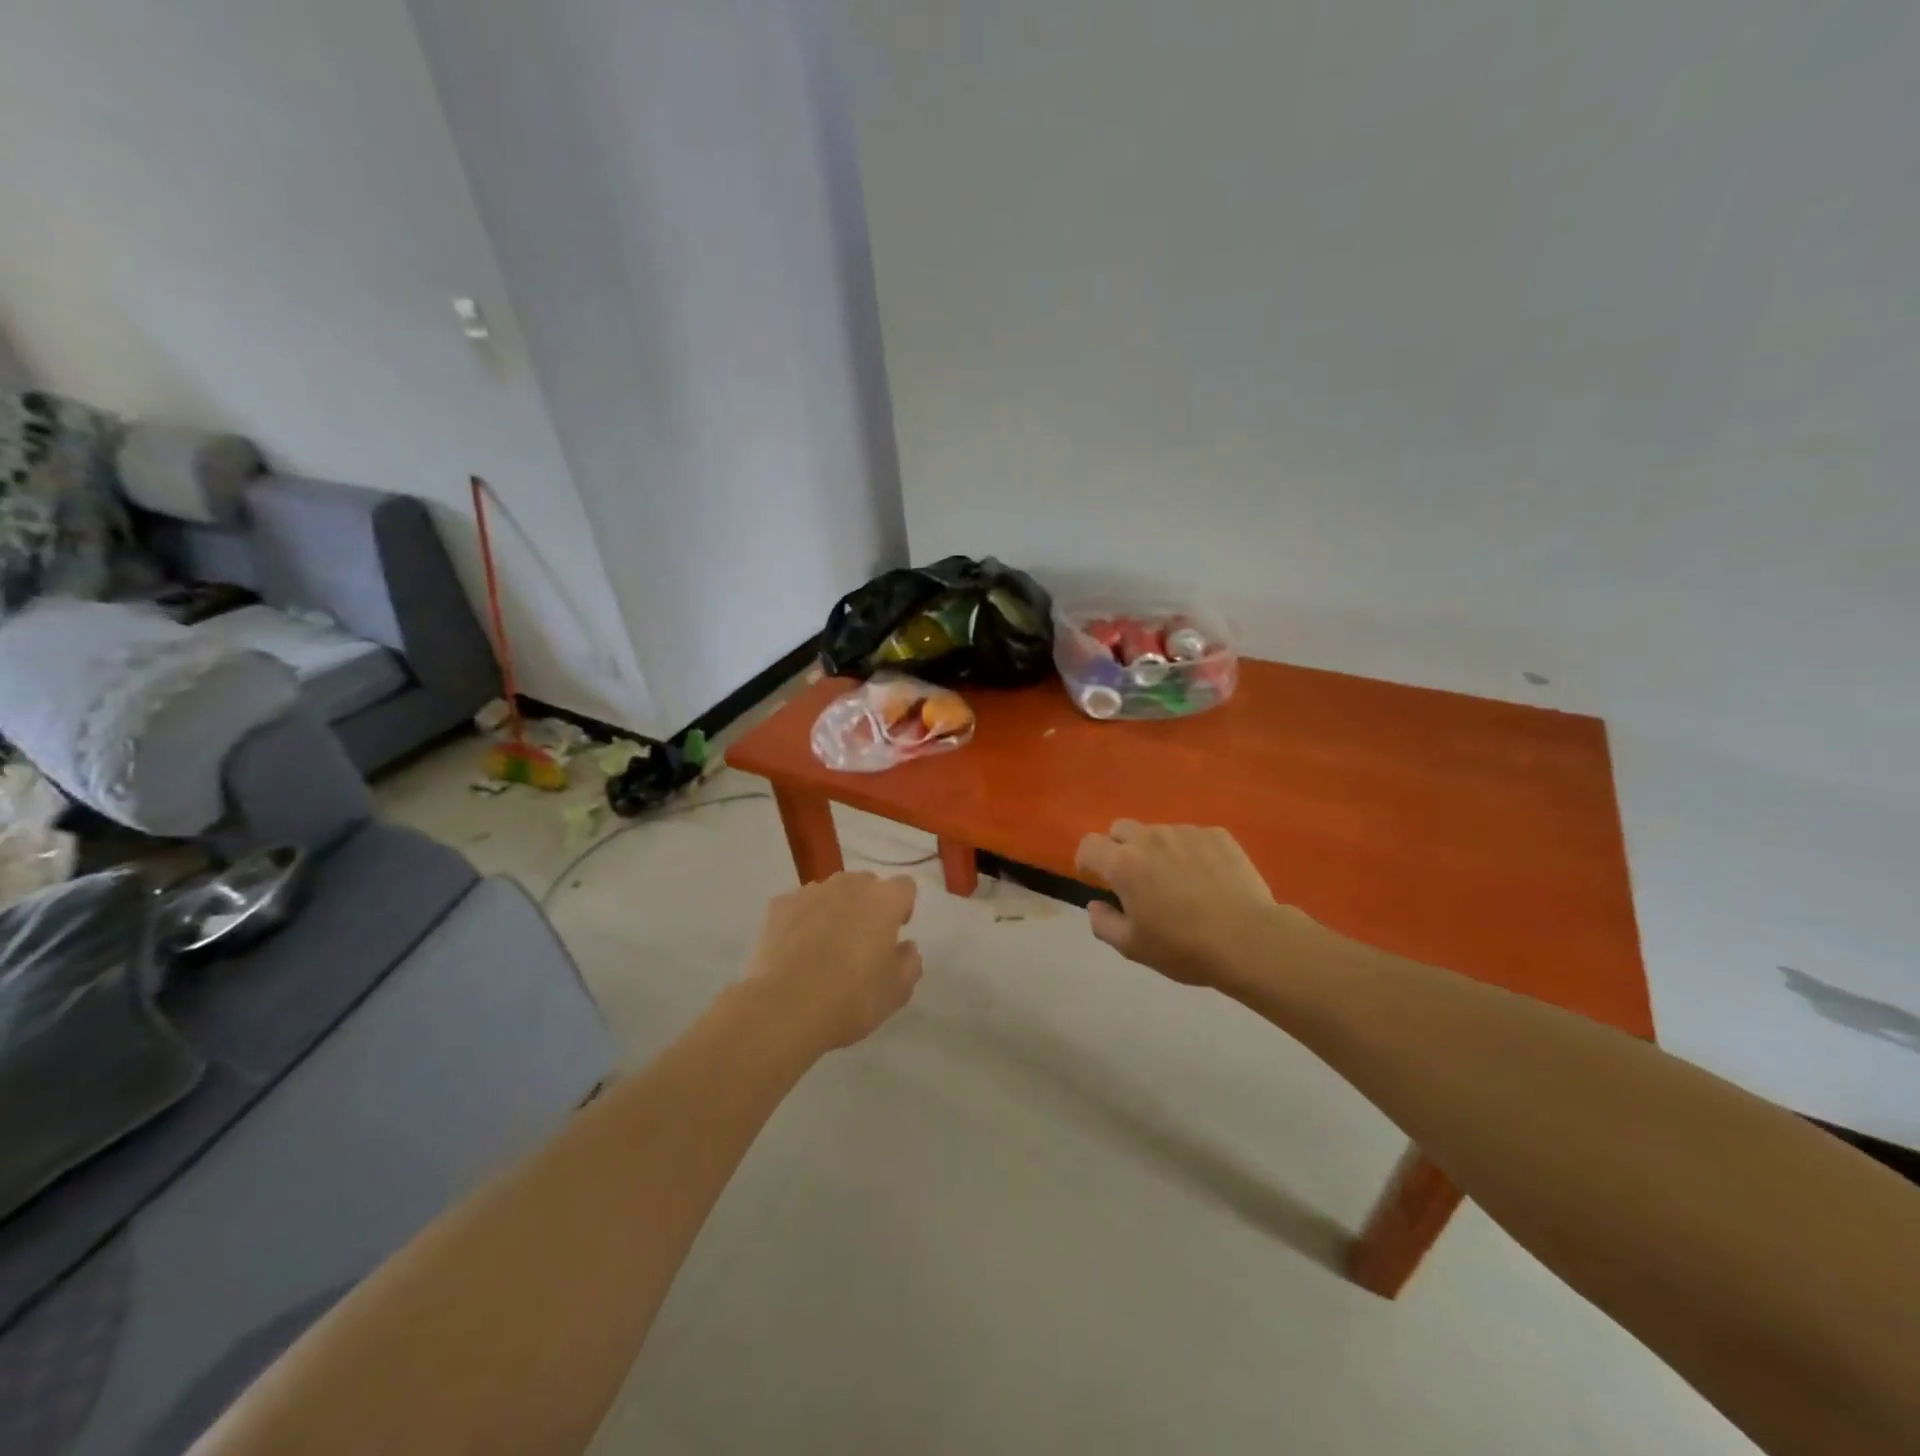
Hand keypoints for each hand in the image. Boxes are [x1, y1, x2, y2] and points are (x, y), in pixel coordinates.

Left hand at [742, 872, 921, 1052]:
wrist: (784, 1009)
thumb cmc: (851, 999)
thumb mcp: (896, 992)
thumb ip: (909, 963)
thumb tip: (905, 947)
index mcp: (884, 901)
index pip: (904, 887)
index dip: (903, 907)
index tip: (895, 932)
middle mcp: (849, 886)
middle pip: (866, 884)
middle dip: (868, 905)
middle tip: (861, 941)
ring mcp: (811, 892)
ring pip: (831, 892)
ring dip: (834, 909)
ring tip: (824, 946)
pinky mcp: (779, 906)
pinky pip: (799, 906)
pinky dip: (802, 920)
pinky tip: (796, 950)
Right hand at [1075, 822, 1290, 990]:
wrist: (1249, 940)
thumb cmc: (1184, 947)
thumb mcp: (1133, 947)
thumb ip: (1103, 923)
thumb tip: (1095, 904)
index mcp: (1123, 864)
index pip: (1089, 844)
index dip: (1087, 859)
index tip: (1094, 877)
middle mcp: (1150, 838)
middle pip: (1121, 829)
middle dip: (1119, 848)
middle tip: (1134, 878)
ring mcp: (1186, 832)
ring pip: (1158, 832)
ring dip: (1156, 849)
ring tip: (1176, 879)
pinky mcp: (1217, 835)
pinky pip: (1192, 836)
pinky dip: (1189, 851)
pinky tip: (1206, 878)